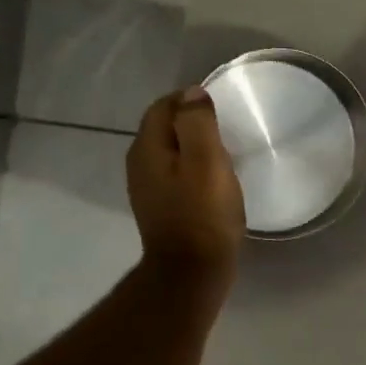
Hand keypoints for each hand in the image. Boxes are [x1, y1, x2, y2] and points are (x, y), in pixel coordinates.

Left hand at [126, 88, 245, 273]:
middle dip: (191, 121)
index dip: (190, 99)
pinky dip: (192, 167)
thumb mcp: (206, 160)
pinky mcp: (161, 207)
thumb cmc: (203, 212)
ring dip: (192, 145)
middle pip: (163, 127)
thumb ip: (197, 122)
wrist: (192, 271)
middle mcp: (139, 163)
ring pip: (169, 150)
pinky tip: (213, 179)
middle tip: (225, 127)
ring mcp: (147, 188)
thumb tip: (192, 93)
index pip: (164, 105)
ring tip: (223, 151)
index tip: (220, 108)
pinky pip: (175, 173)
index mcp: (148, 147)